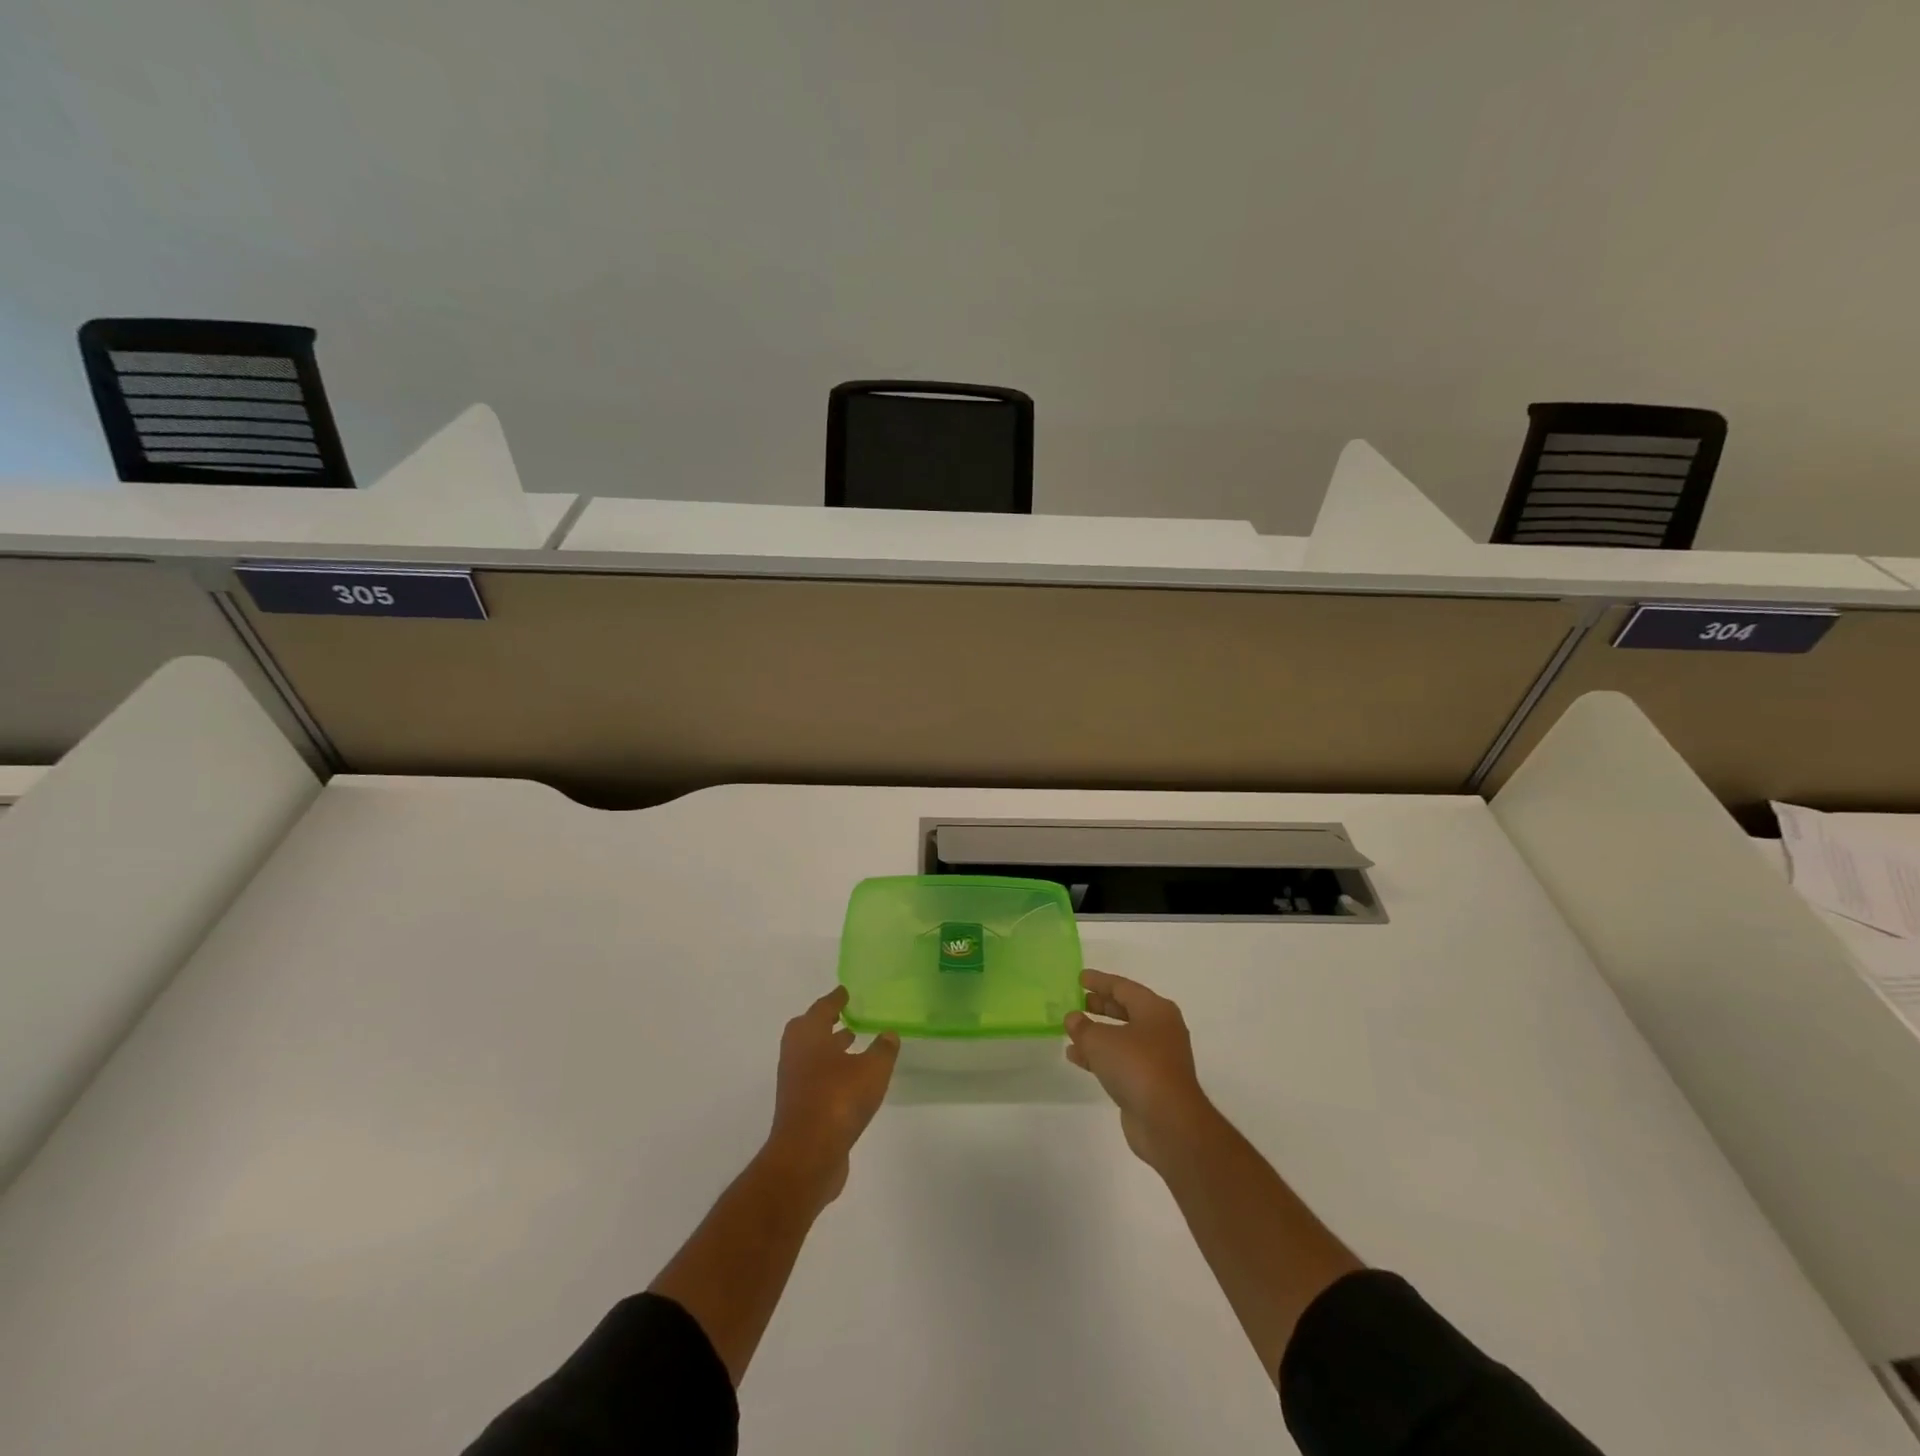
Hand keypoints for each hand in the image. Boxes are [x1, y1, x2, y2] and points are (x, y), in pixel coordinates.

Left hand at [765, 986, 899, 1204]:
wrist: (808, 1156)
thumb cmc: (838, 1100)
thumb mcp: (872, 1070)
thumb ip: (883, 1049)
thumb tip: (889, 1034)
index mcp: (809, 1036)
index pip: (822, 1008)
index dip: (835, 999)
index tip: (845, 991)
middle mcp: (796, 1054)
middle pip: (809, 1030)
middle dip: (826, 1022)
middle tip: (845, 1015)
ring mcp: (794, 1083)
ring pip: (811, 1055)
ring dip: (829, 1047)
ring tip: (852, 1042)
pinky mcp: (798, 1108)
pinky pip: (815, 1078)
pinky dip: (830, 1071)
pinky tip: (851, 1079)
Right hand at [1065, 970, 1217, 1170]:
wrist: (1168, 1122)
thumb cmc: (1137, 1066)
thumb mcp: (1101, 1040)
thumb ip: (1083, 1027)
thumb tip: (1073, 1018)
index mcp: (1155, 1010)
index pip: (1123, 987)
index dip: (1100, 981)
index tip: (1080, 978)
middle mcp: (1161, 1030)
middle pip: (1126, 1010)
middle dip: (1101, 1006)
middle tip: (1079, 1001)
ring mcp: (1158, 1058)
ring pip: (1122, 1037)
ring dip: (1097, 1034)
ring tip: (1071, 1030)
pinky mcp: (1150, 1083)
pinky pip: (1121, 1061)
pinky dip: (1100, 1056)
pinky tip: (1076, 1057)